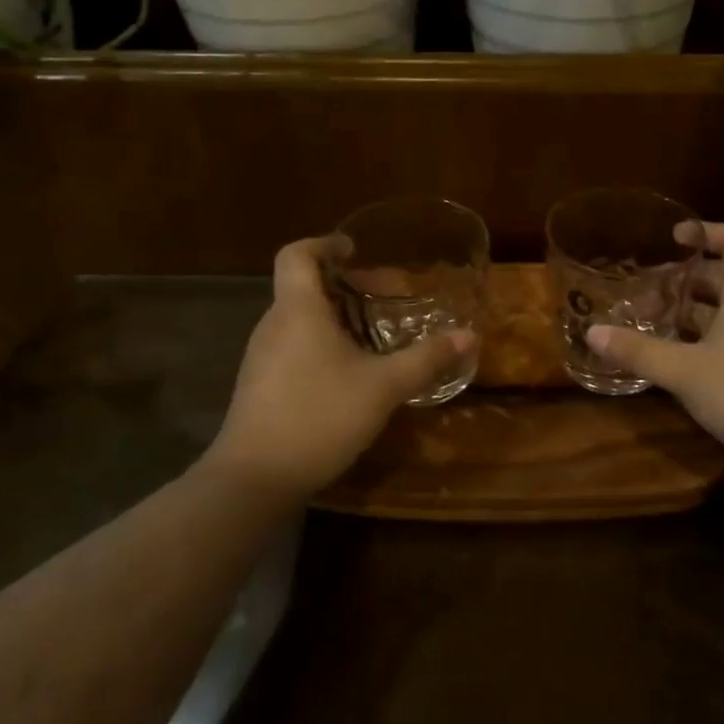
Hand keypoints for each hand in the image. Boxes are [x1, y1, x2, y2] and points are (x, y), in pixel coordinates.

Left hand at [207, 237, 474, 498]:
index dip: (325, 243)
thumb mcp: (383, 387)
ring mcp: (262, 357)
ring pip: (300, 319)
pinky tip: (350, 373)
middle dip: (346, 285)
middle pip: (304, 286)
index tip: (356, 250)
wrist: (254, 480)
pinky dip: (323, 344)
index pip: (297, 254)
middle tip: (385, 297)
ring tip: (375, 335)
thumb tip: (469, 336)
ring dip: (336, 317)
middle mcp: (274, 325)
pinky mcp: (261, 385)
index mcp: (298, 310)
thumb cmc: (318, 416)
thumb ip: (426, 358)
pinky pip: (294, 346)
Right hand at [586, 222, 723, 464]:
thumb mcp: (686, 372)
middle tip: (651, 289)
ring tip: (658, 321)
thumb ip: (640, 351)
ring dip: (698, 310)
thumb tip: (593, 332)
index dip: (708, 231)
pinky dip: (711, 335)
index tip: (674, 238)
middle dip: (689, 278)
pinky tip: (684, 358)